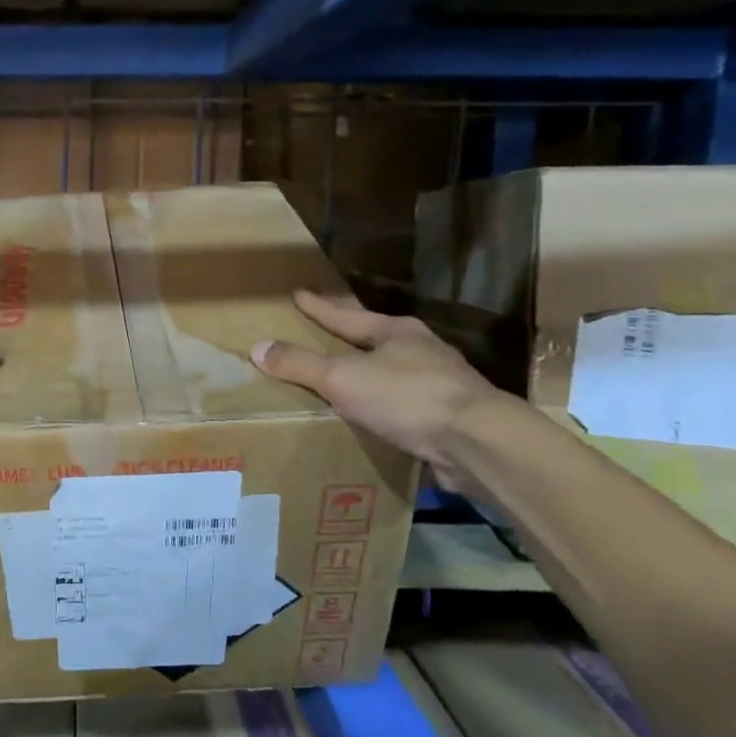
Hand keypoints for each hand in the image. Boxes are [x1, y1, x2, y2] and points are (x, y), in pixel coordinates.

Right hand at [250, 290, 502, 491]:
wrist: (477, 442)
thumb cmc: (406, 397)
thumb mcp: (342, 378)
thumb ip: (301, 364)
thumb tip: (258, 347)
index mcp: (396, 332)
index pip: (346, 315)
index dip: (319, 307)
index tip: (298, 294)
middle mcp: (420, 352)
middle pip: (374, 340)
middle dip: (347, 339)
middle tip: (320, 335)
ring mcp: (440, 384)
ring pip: (392, 374)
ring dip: (368, 376)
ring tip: (342, 382)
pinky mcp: (448, 418)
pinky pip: (403, 407)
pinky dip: (383, 409)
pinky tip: (372, 421)